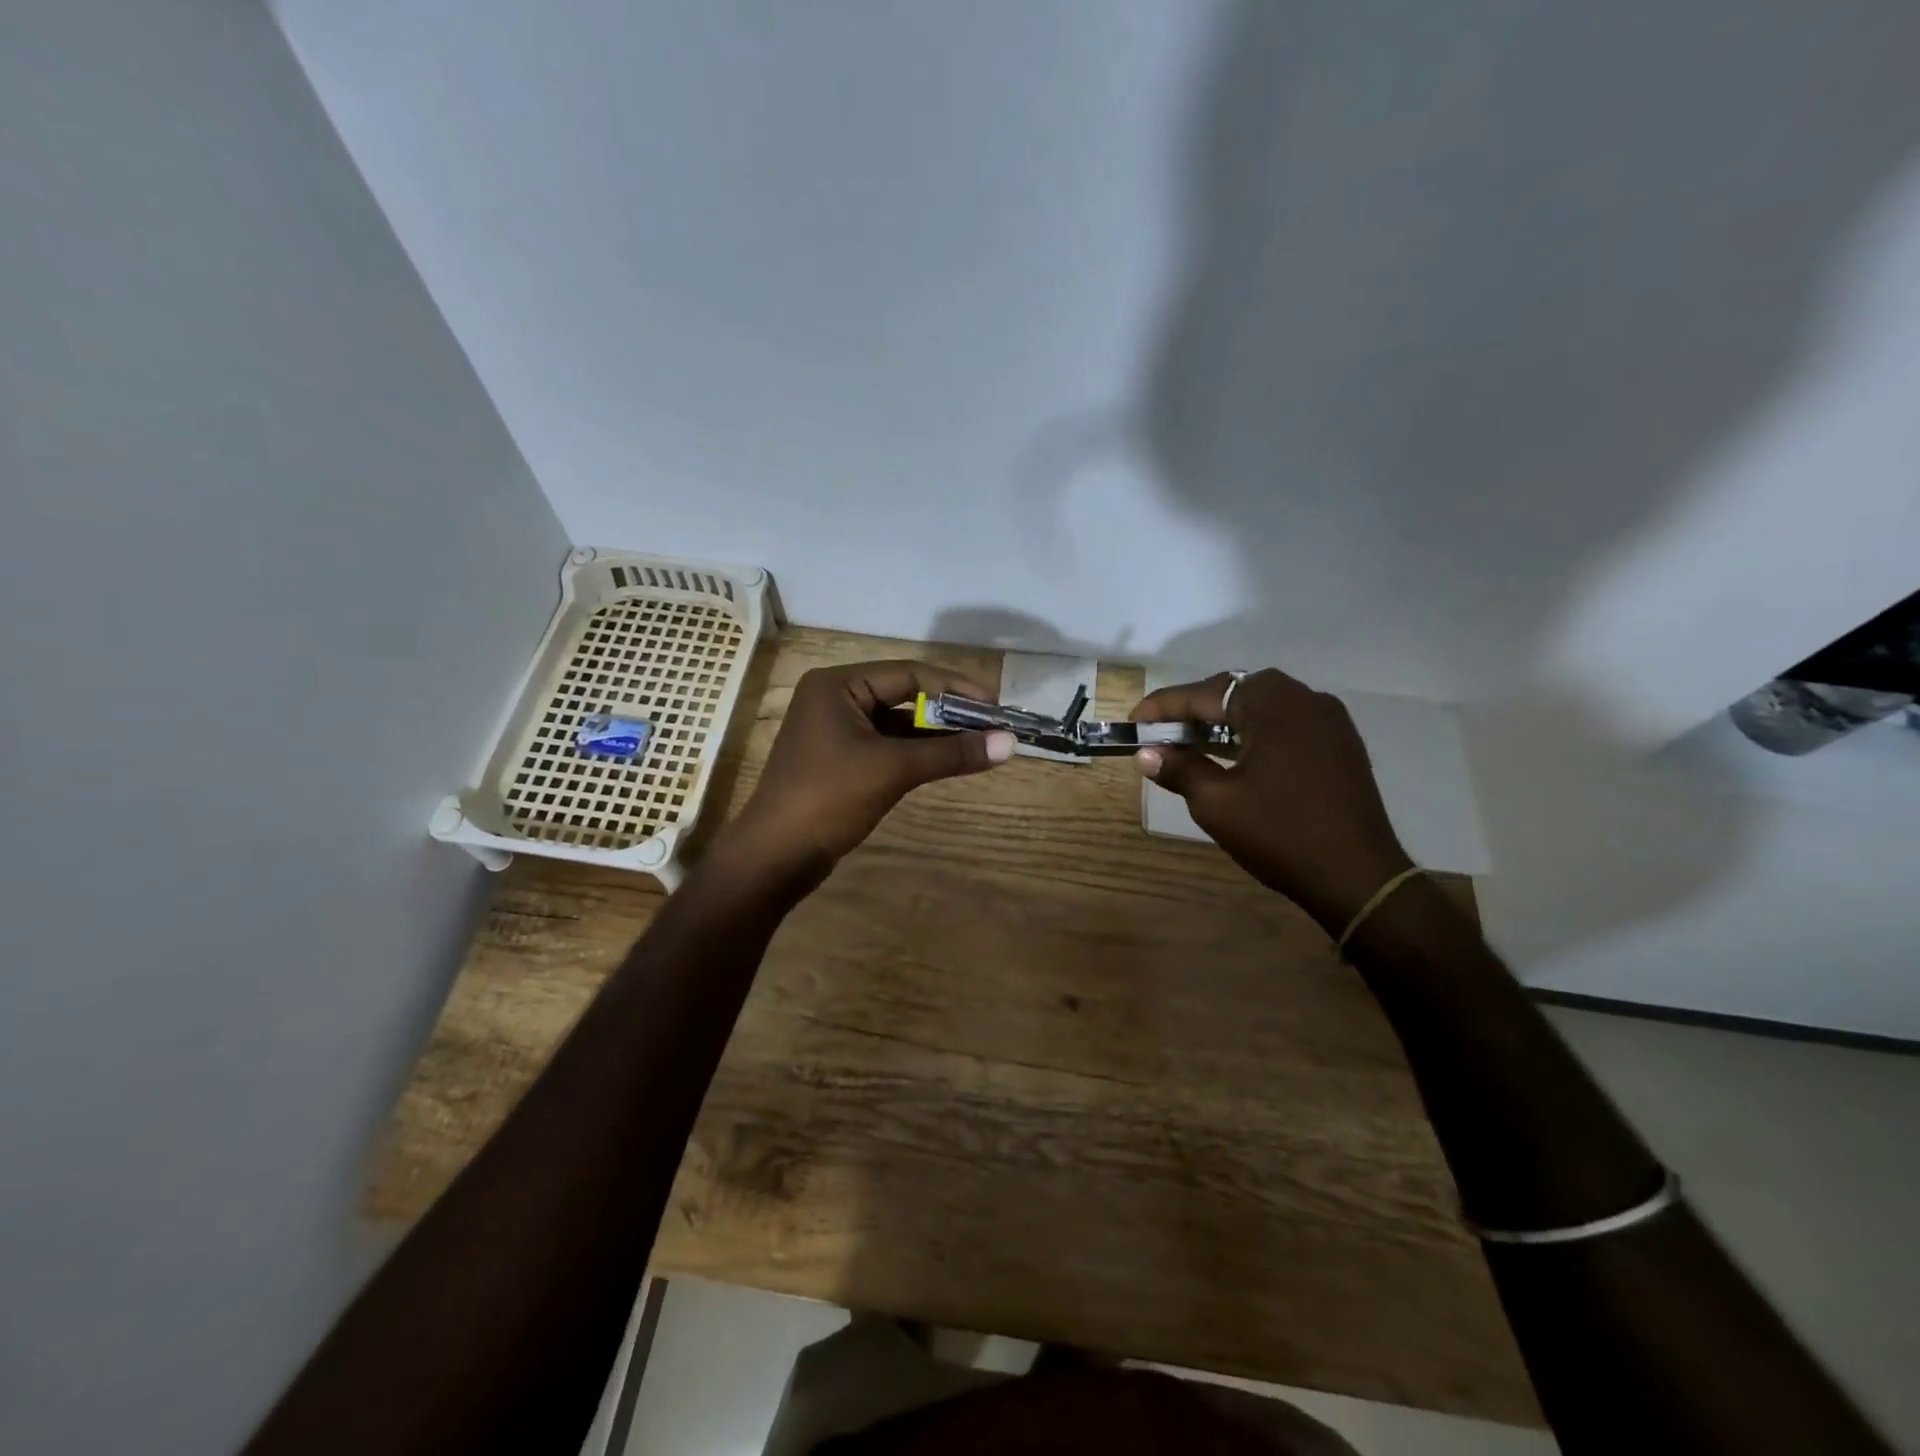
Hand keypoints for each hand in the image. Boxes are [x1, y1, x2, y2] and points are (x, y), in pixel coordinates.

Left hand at [727, 660, 1015, 872]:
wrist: (775, 855)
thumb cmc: (829, 798)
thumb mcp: (893, 769)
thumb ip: (951, 752)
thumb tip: (1010, 743)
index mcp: (838, 685)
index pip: (909, 674)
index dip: (955, 687)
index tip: (995, 705)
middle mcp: (835, 698)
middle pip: (903, 695)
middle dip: (948, 711)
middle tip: (992, 726)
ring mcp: (835, 730)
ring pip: (897, 723)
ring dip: (935, 733)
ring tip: (979, 743)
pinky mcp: (839, 760)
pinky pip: (886, 745)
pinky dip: (916, 752)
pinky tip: (946, 760)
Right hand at [1131, 669, 1412, 933]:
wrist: (1358, 877)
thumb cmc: (1280, 834)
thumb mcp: (1217, 802)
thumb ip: (1180, 769)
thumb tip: (1146, 754)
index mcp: (1273, 704)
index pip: (1205, 693)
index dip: (1164, 707)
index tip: (1133, 723)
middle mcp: (1305, 698)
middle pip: (1235, 691)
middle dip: (1195, 710)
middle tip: (1162, 734)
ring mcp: (1329, 720)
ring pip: (1262, 706)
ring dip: (1224, 721)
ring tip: (1192, 744)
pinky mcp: (1340, 744)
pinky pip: (1286, 723)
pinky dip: (1254, 732)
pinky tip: (1236, 756)